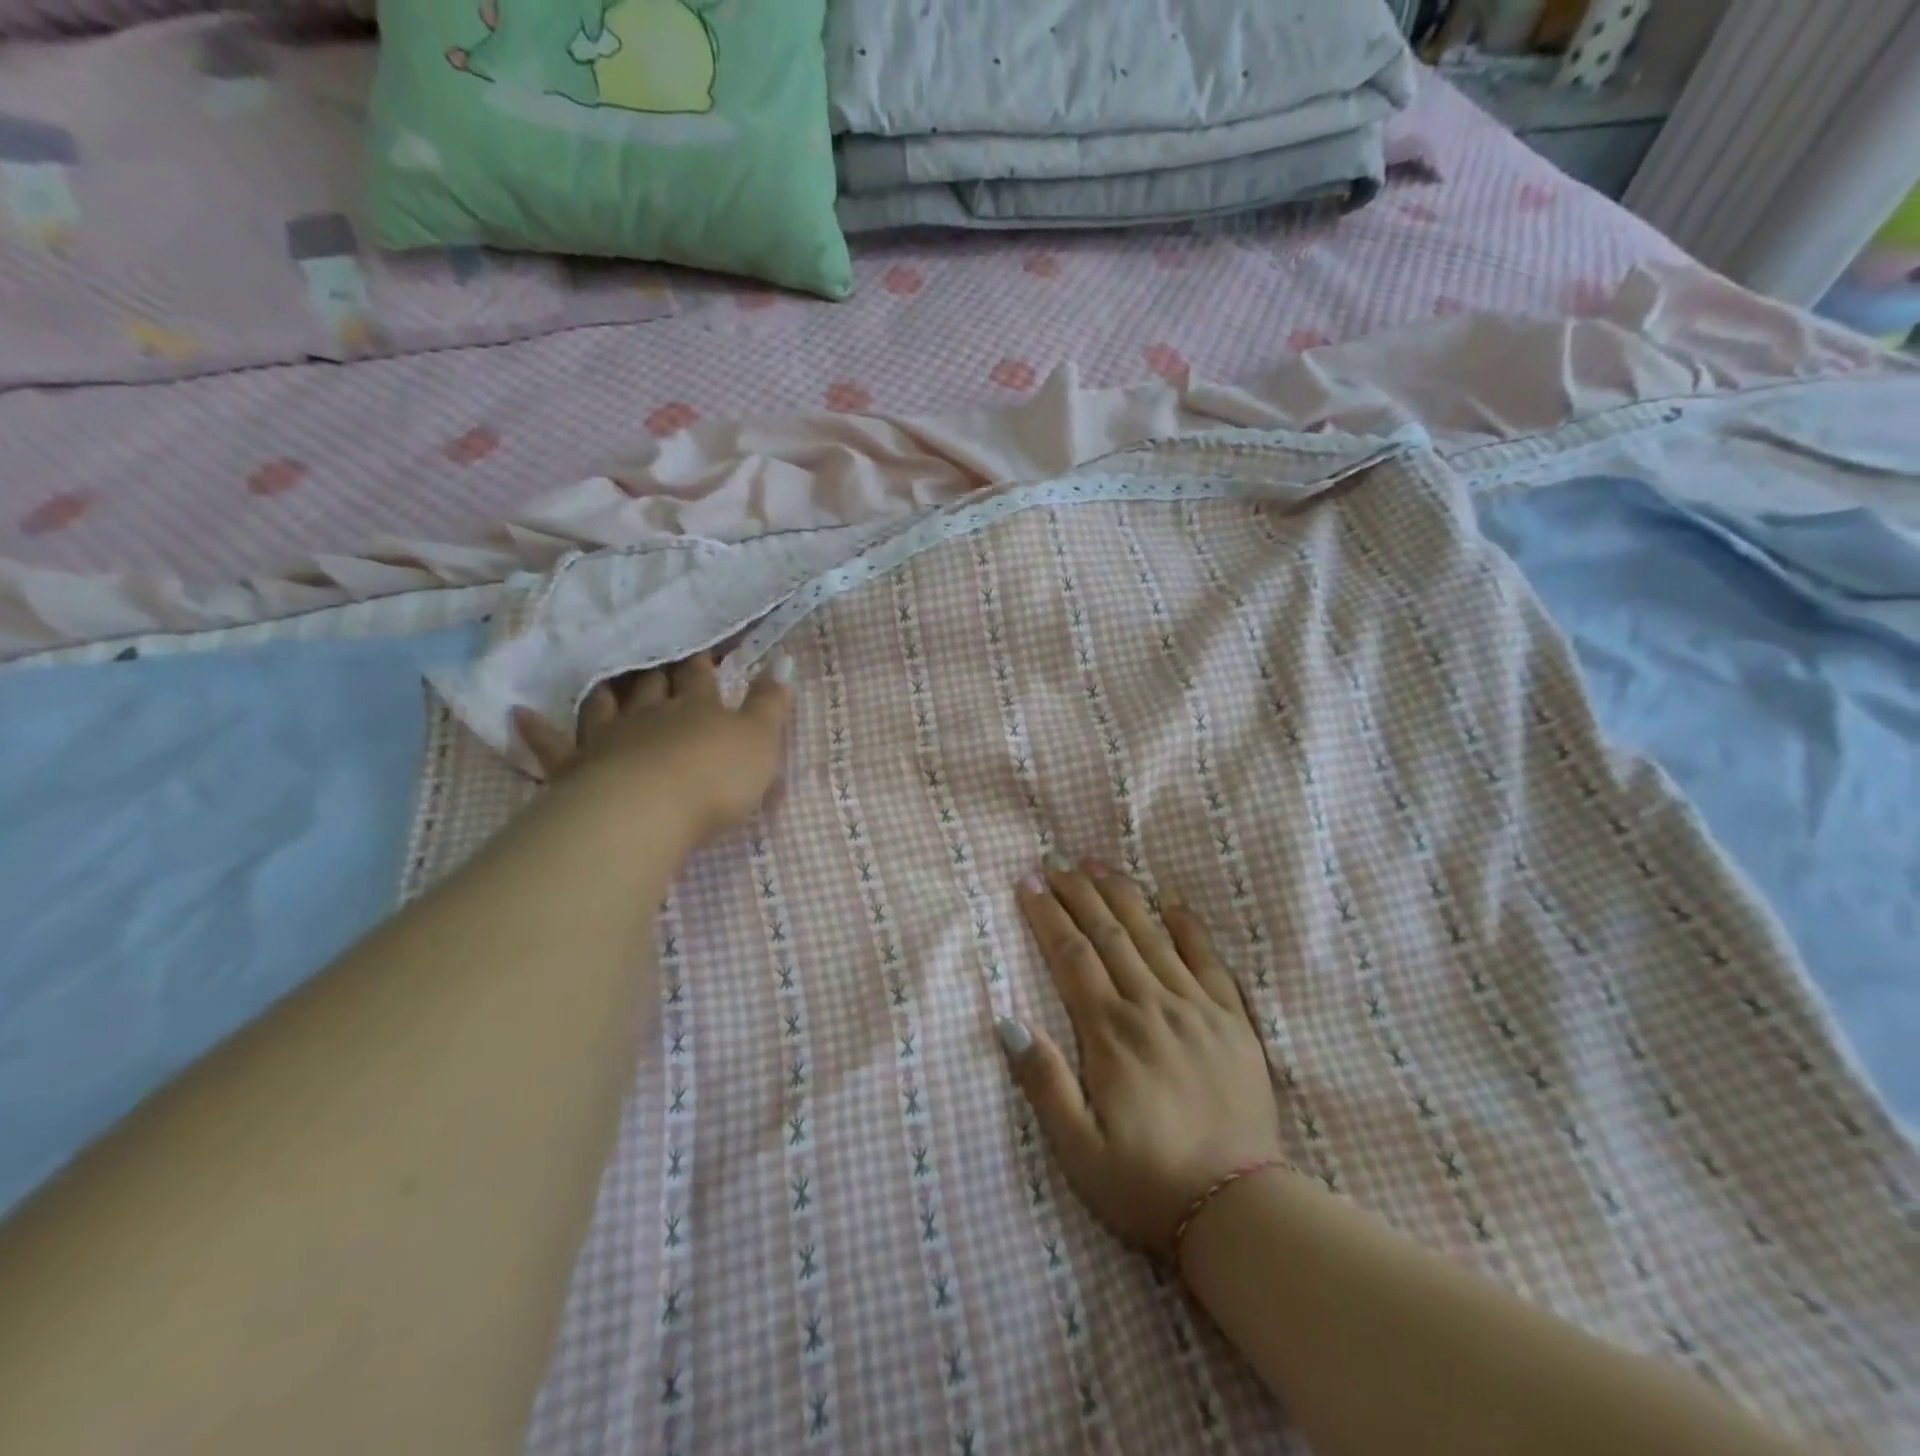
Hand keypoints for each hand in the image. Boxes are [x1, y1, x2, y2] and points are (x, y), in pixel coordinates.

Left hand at [512, 652, 792, 849]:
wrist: (649, 812)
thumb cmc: (715, 777)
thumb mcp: (761, 740)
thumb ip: (772, 703)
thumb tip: (784, 660)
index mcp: (698, 708)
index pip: (701, 678)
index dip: (703, 662)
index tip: (702, 646)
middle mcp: (651, 715)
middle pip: (652, 686)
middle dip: (657, 670)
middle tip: (654, 656)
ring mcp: (609, 739)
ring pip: (606, 706)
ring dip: (608, 692)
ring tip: (606, 678)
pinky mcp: (576, 769)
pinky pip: (552, 746)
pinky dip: (537, 729)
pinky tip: (519, 714)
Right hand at [1002, 855, 1285, 1254]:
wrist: (1241, 1211)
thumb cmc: (1147, 1184)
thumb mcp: (1078, 1151)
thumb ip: (1043, 1082)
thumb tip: (1008, 1021)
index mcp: (1111, 1033)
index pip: (1071, 955)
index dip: (1046, 914)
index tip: (1027, 882)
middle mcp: (1152, 1007)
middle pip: (1108, 933)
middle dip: (1078, 891)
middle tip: (1055, 859)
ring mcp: (1197, 1009)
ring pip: (1152, 935)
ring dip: (1122, 895)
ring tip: (1097, 863)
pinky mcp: (1233, 1022)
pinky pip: (1209, 960)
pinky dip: (1189, 926)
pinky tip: (1173, 900)